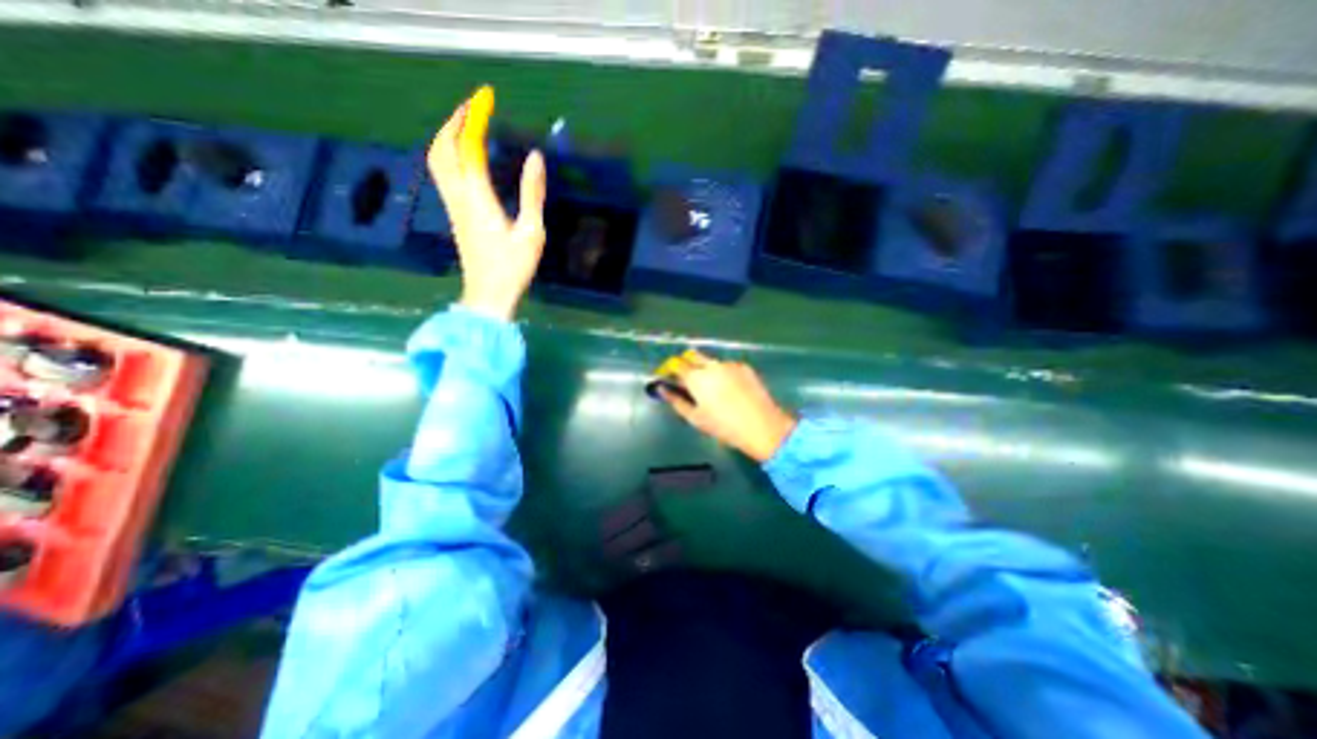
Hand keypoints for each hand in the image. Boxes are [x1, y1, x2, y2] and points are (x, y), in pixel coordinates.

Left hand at [431, 86, 548, 319]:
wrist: (489, 295)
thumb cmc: (513, 267)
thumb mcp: (531, 233)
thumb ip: (532, 194)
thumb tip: (535, 158)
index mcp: (478, 199)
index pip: (468, 147)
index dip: (474, 118)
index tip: (486, 98)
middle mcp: (459, 198)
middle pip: (441, 149)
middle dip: (454, 122)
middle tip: (474, 108)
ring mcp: (453, 208)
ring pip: (438, 161)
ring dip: (448, 137)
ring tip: (468, 126)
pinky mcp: (456, 217)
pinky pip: (444, 175)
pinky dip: (450, 155)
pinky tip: (466, 157)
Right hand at [663, 347, 796, 462]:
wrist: (762, 425)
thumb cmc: (724, 426)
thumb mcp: (695, 418)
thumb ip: (676, 401)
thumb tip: (662, 389)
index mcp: (696, 377)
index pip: (676, 364)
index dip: (670, 369)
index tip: (668, 377)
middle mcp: (711, 365)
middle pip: (692, 355)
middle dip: (686, 364)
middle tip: (687, 381)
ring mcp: (729, 364)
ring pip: (710, 362)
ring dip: (705, 370)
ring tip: (712, 390)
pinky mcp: (744, 367)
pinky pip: (727, 366)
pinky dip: (723, 374)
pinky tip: (730, 390)